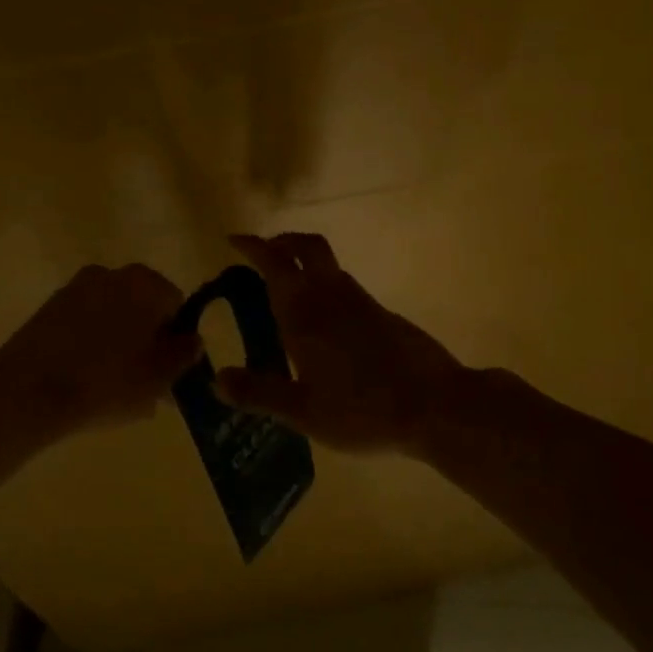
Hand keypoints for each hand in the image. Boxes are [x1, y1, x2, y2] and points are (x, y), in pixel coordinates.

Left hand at [0, 263, 202, 438]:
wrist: (29, 392)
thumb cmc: (107, 380)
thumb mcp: (160, 376)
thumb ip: (184, 354)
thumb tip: (193, 341)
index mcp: (145, 283)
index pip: (177, 304)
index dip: (178, 338)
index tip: (171, 370)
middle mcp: (110, 274)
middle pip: (142, 308)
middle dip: (148, 341)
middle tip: (147, 382)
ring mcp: (75, 289)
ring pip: (112, 318)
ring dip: (119, 344)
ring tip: (116, 388)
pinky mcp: (48, 310)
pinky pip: (83, 326)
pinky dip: (90, 346)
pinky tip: (88, 381)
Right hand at [218, 232, 468, 457]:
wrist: (435, 406)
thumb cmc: (363, 410)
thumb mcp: (304, 412)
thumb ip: (259, 393)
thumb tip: (216, 379)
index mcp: (306, 314)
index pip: (275, 264)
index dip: (253, 247)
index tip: (235, 240)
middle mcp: (333, 297)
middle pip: (308, 248)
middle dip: (283, 242)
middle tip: (264, 252)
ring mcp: (363, 303)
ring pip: (329, 265)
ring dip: (305, 262)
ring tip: (287, 288)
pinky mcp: (384, 315)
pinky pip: (346, 286)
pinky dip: (326, 286)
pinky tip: (324, 322)